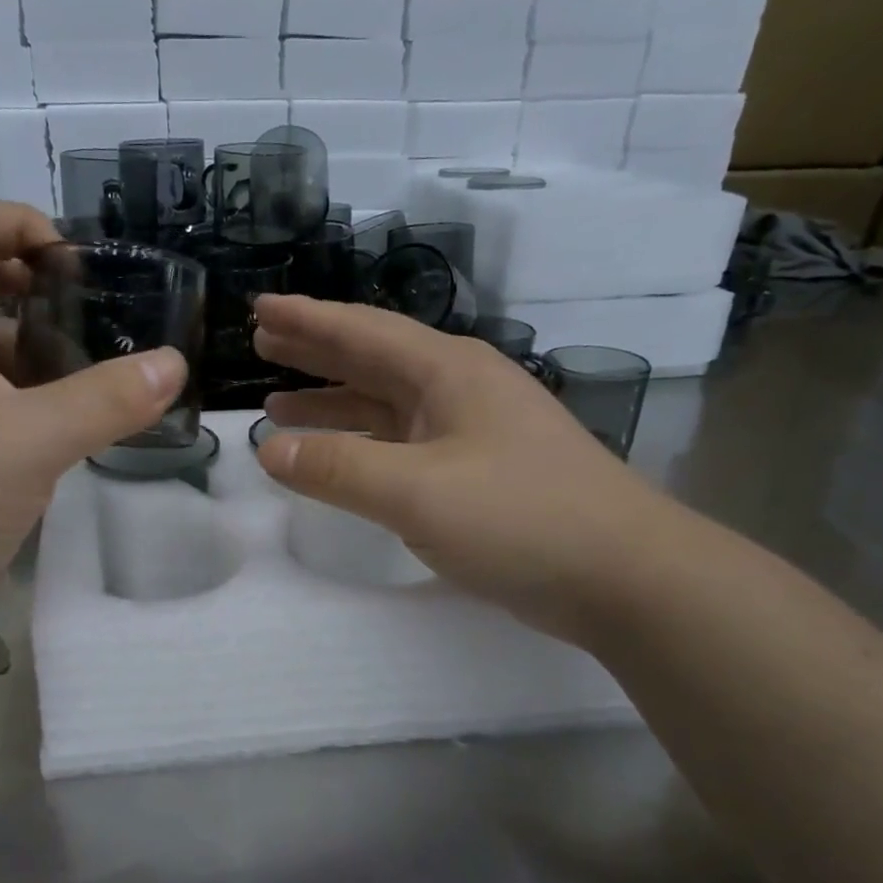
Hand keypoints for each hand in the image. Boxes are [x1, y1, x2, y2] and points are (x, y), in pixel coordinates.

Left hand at [0, 200, 186, 615]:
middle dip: (44, 292)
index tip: (80, 270)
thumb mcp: (29, 443)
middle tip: (104, 325)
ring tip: (100, 379)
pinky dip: (30, 399)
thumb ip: (106, 401)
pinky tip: (69, 431)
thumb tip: (173, 364)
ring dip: (42, 352)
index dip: (23, 224)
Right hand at [253, 294, 672, 645]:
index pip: (362, 331)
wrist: (623, 574)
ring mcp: (472, 431)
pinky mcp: (478, 472)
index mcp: (447, 371)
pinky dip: (363, 445)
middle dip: (315, 351)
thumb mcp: (417, 491)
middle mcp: (459, 389)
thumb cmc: (520, 517)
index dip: (307, 319)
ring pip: (386, 405)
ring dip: (333, 403)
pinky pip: (402, 444)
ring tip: (278, 405)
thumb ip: (337, 468)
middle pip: (373, 359)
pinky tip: (339, 457)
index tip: (259, 307)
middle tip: (262, 342)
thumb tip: (267, 449)